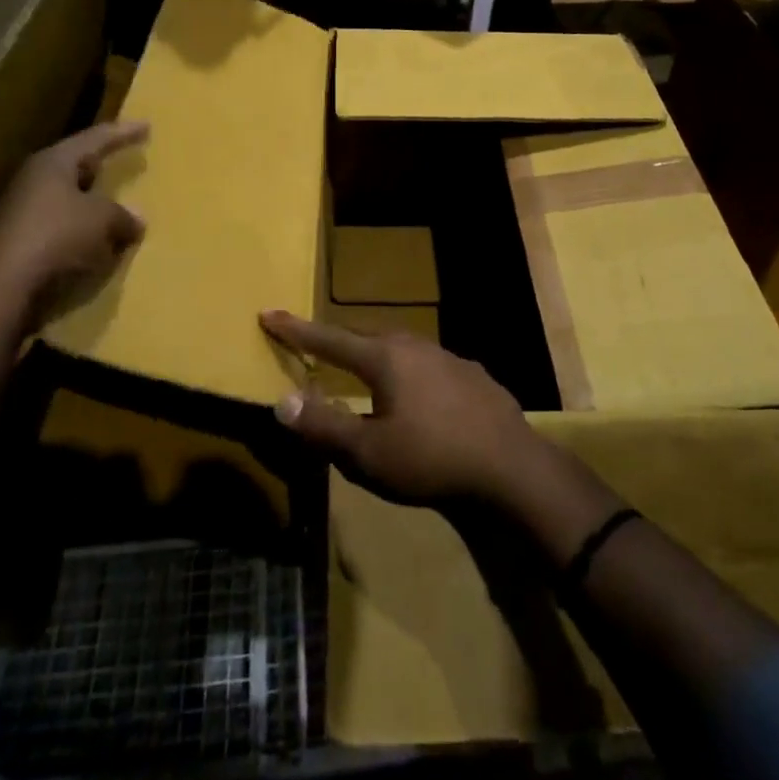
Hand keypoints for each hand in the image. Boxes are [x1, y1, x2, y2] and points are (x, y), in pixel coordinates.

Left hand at [0, 121, 148, 315]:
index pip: (95, 139)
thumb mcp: (103, 221)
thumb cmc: (57, 238)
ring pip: (67, 199)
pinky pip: (60, 227)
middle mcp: (33, 180)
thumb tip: (137, 219)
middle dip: (101, 166)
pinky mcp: (18, 241)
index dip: (123, 133)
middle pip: (75, 166)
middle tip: (124, 160)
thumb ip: (124, 215)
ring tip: (116, 207)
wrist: (2, 288)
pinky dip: (81, 230)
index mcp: (53, 163)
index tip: (146, 126)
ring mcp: (21, 211)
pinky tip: (97, 242)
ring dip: (92, 204)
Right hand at [259, 311, 545, 505]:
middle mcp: (416, 346)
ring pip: (402, 348)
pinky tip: (419, 393)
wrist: (509, 467)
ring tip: (366, 367)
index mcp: (385, 358)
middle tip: (317, 345)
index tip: (269, 313)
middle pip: (367, 337)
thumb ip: (322, 426)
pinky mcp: (474, 376)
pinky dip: (411, 373)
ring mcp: (450, 357)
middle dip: (338, 341)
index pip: (329, 339)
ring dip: (377, 354)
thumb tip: (280, 401)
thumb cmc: (430, 459)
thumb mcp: (367, 453)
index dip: (296, 330)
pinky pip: (430, 365)